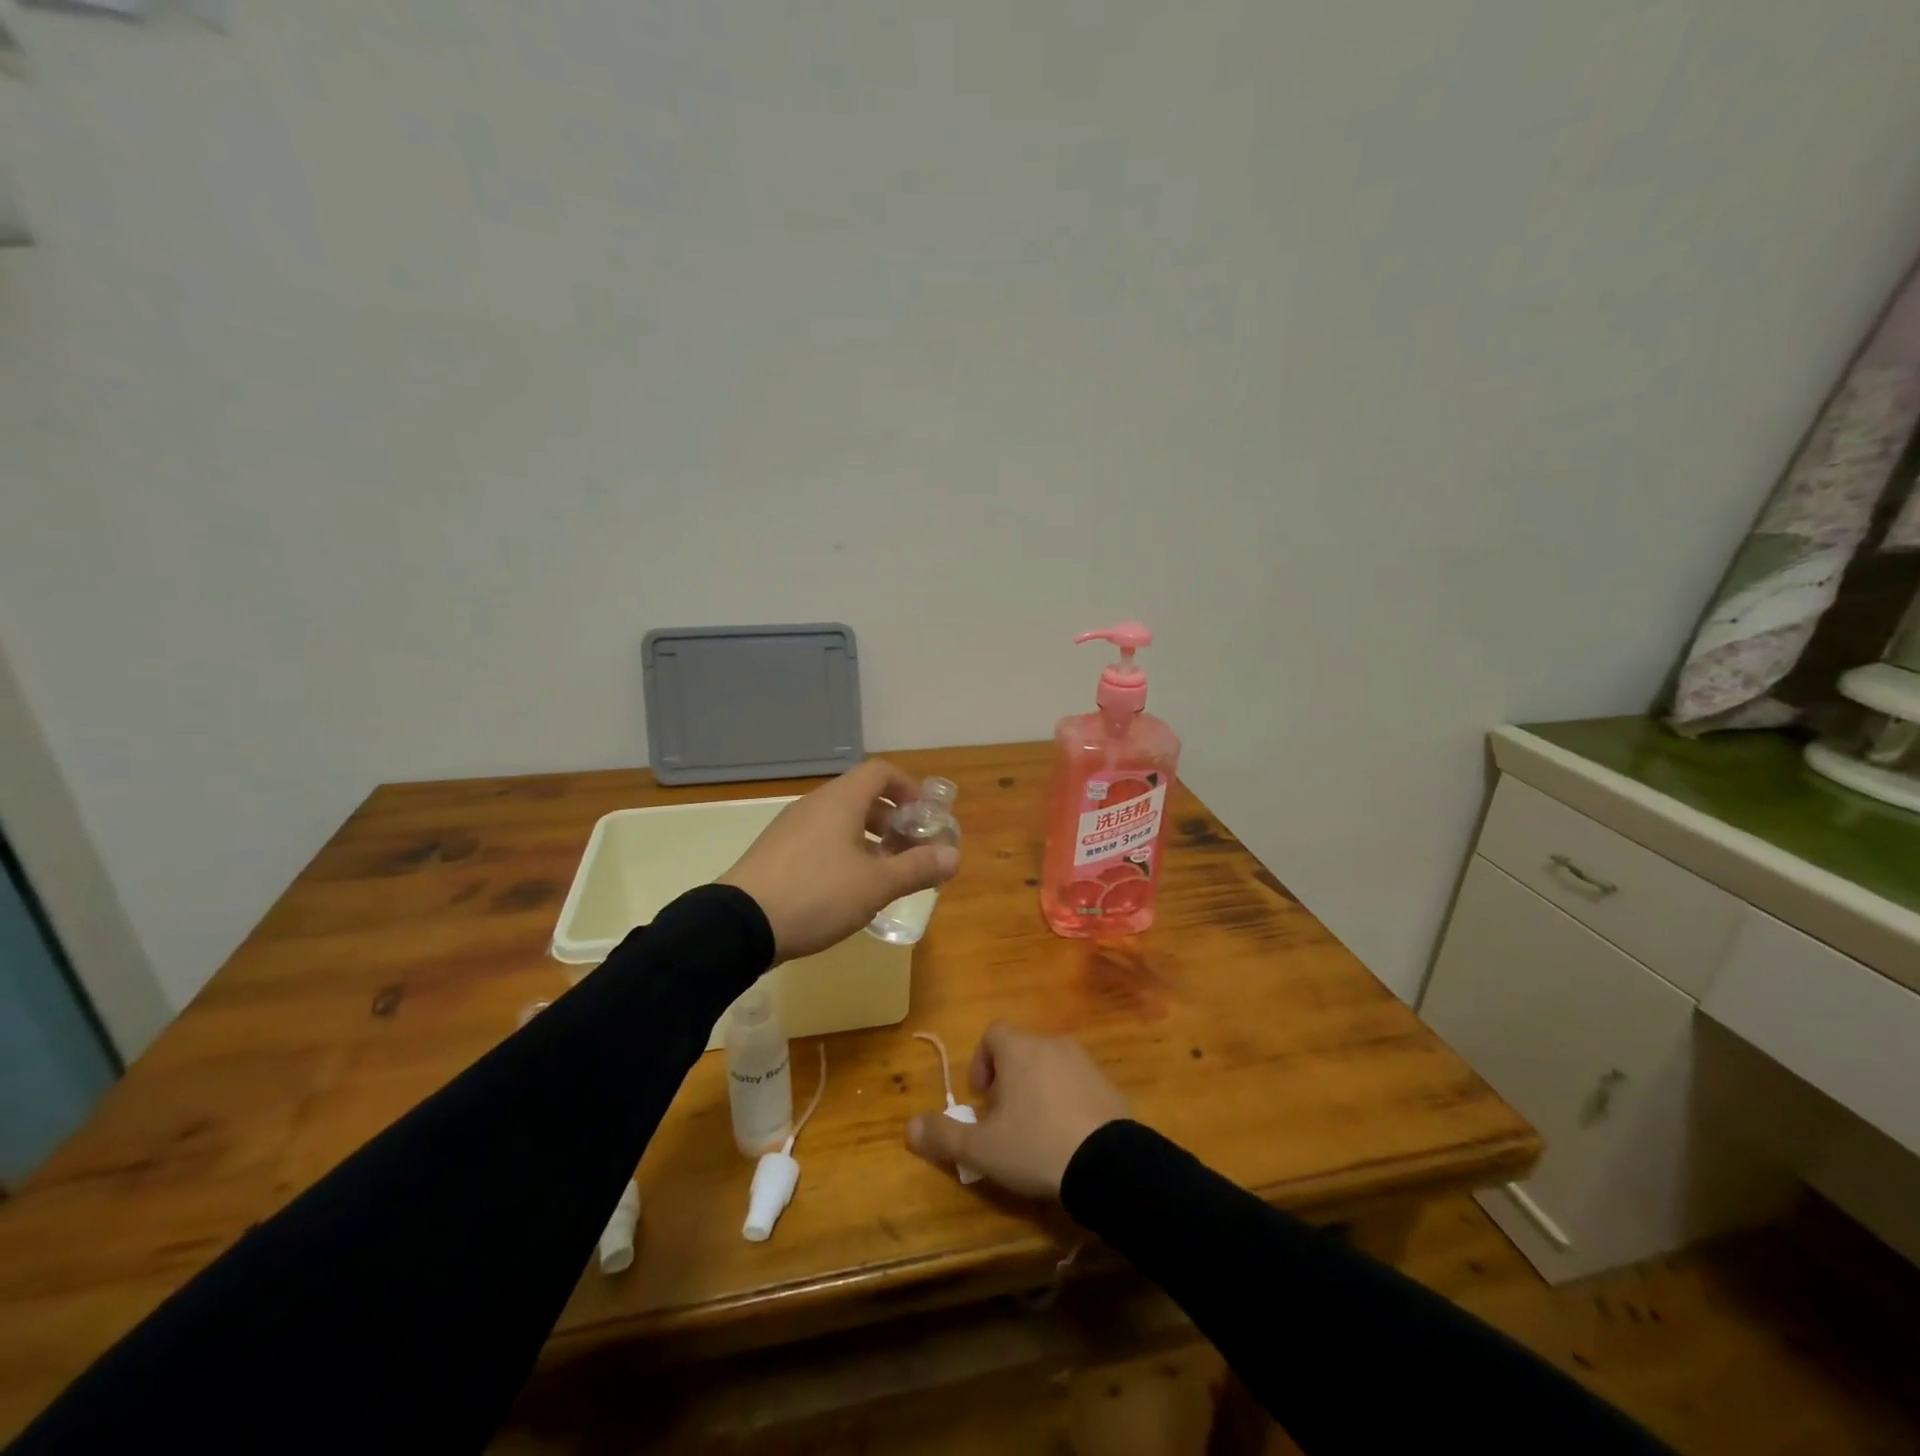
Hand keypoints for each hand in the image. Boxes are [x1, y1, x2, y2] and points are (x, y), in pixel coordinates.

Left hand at [718, 759, 959, 962]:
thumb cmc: (818, 894)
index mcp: (840, 800)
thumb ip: (917, 868)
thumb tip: (954, 856)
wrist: (740, 924)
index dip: (908, 788)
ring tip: (884, 872)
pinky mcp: (776, 852)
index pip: (880, 772)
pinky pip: (819, 839)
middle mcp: (815, 805)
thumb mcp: (876, 885)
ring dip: (868, 838)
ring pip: (840, 820)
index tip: (924, 816)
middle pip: (861, 796)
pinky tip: (848, 889)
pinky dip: (843, 851)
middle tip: (909, 848)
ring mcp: (791, 827)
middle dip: (892, 819)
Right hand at [906, 1021, 1128, 1197]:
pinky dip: (1067, 1102)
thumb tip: (909, 1126)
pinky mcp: (1110, 1086)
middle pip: (1022, 1051)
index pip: (994, 1033)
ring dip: (1038, 1090)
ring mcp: (1086, 1063)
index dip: (981, 1061)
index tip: (981, 1098)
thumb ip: (943, 1135)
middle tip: (1005, 1121)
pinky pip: (1079, 1085)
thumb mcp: (982, 1149)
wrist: (1109, 1165)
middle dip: (1009, 1080)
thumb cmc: (1036, 1145)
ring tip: (1036, 1133)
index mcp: (1021, 1050)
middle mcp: (1053, 1044)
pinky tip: (1067, 1139)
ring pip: (1051, 1066)